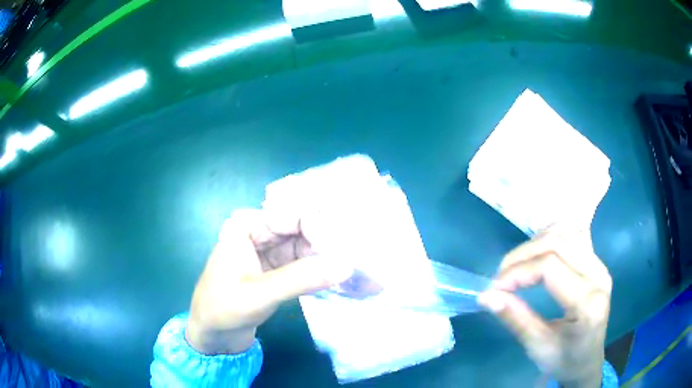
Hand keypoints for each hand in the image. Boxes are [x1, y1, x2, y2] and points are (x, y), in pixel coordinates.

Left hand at [185, 209, 353, 354]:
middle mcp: (260, 232)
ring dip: (327, 258)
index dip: (321, 228)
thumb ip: (301, 278)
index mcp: (247, 225)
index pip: (293, 215)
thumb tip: (346, 265)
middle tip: (357, 260)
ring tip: (355, 270)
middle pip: (302, 229)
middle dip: (328, 243)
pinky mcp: (276, 271)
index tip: (346, 248)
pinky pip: (303, 265)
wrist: (212, 336)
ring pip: (305, 247)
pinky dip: (320, 271)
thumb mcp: (259, 294)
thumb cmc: (223, 308)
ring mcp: (269, 252)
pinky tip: (340, 278)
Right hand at [478, 225, 611, 387]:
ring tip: (518, 266)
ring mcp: (599, 264)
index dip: (518, 272)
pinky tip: (538, 254)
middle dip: (521, 256)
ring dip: (535, 243)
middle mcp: (598, 275)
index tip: (494, 288)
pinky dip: (550, 237)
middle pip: (556, 243)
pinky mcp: (595, 261)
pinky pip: (572, 234)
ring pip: (564, 231)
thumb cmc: (564, 361)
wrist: (587, 361)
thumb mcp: (537, 347)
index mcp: (588, 302)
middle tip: (501, 278)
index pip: (550, 267)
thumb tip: (486, 296)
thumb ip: (515, 318)